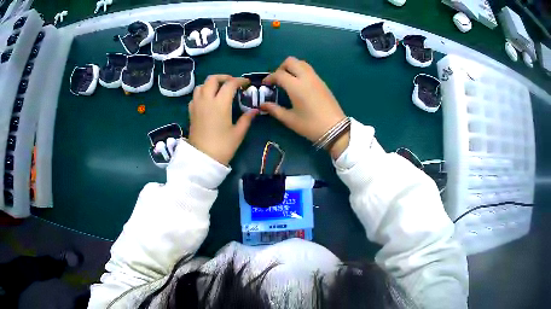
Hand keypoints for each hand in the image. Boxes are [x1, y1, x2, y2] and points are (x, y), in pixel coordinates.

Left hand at [188, 75, 257, 165]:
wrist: (202, 159)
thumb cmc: (222, 146)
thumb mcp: (238, 133)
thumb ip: (246, 119)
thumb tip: (255, 110)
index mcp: (220, 103)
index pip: (230, 84)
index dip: (240, 81)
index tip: (247, 83)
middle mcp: (207, 100)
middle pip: (212, 79)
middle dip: (224, 77)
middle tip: (232, 83)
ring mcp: (197, 105)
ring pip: (201, 85)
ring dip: (211, 84)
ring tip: (219, 90)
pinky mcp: (191, 112)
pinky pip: (195, 96)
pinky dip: (202, 93)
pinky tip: (208, 100)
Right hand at [261, 57, 349, 158]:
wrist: (335, 129)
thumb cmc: (310, 125)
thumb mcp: (290, 119)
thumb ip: (274, 109)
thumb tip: (262, 105)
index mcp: (296, 86)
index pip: (279, 74)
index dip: (269, 77)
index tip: (265, 84)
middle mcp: (306, 78)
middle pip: (291, 61)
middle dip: (281, 67)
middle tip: (277, 80)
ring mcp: (316, 78)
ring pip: (301, 63)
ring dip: (292, 67)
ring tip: (288, 80)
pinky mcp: (322, 82)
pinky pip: (309, 70)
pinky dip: (301, 71)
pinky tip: (299, 85)